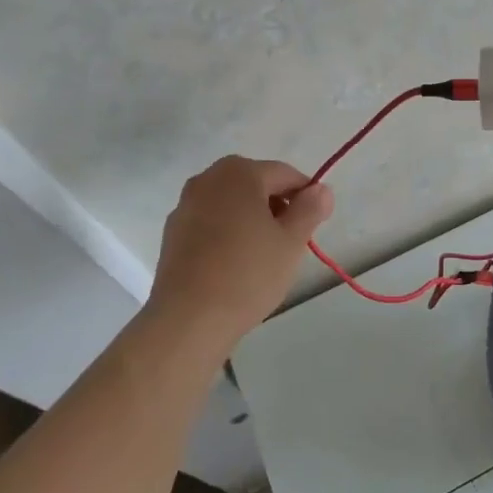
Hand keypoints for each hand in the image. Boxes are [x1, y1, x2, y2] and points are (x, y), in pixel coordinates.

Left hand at [147, 157, 333, 348]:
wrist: (188, 320)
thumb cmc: (247, 274)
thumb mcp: (291, 241)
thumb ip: (310, 209)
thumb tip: (320, 190)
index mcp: (239, 173)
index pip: (285, 175)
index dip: (306, 197)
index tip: (315, 226)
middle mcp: (207, 179)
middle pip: (255, 185)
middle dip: (276, 207)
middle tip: (289, 243)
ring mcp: (185, 205)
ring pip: (231, 204)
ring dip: (251, 220)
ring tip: (262, 257)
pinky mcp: (172, 233)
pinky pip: (211, 223)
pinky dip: (227, 234)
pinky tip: (234, 266)